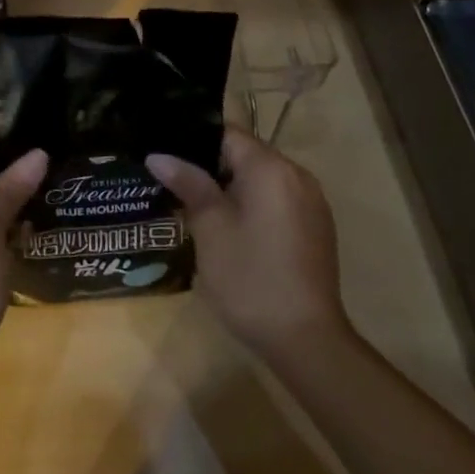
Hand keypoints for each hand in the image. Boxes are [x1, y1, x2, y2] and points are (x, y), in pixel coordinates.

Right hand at [148, 127, 349, 359]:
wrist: (306, 340)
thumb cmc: (250, 277)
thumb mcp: (209, 228)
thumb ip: (188, 184)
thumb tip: (159, 156)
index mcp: (270, 167)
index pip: (226, 133)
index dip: (192, 140)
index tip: (164, 154)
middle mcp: (297, 175)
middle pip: (245, 154)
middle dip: (209, 166)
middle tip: (171, 182)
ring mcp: (311, 203)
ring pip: (260, 178)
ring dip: (230, 187)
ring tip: (193, 205)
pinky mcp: (315, 228)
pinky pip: (276, 199)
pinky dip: (252, 204)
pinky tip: (229, 229)